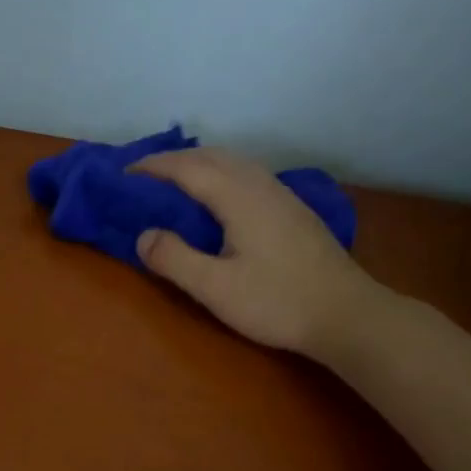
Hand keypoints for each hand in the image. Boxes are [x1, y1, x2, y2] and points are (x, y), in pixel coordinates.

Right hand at [132, 148, 385, 361]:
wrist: (347, 315)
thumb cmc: (277, 302)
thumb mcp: (215, 288)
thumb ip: (174, 259)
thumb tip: (143, 235)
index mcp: (239, 197)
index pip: (187, 168)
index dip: (153, 167)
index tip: (123, 175)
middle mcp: (261, 185)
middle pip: (212, 156)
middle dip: (173, 160)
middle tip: (142, 176)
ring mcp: (282, 195)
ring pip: (234, 162)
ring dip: (198, 163)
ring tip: (173, 181)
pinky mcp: (293, 210)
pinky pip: (248, 174)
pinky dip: (220, 173)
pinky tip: (217, 197)